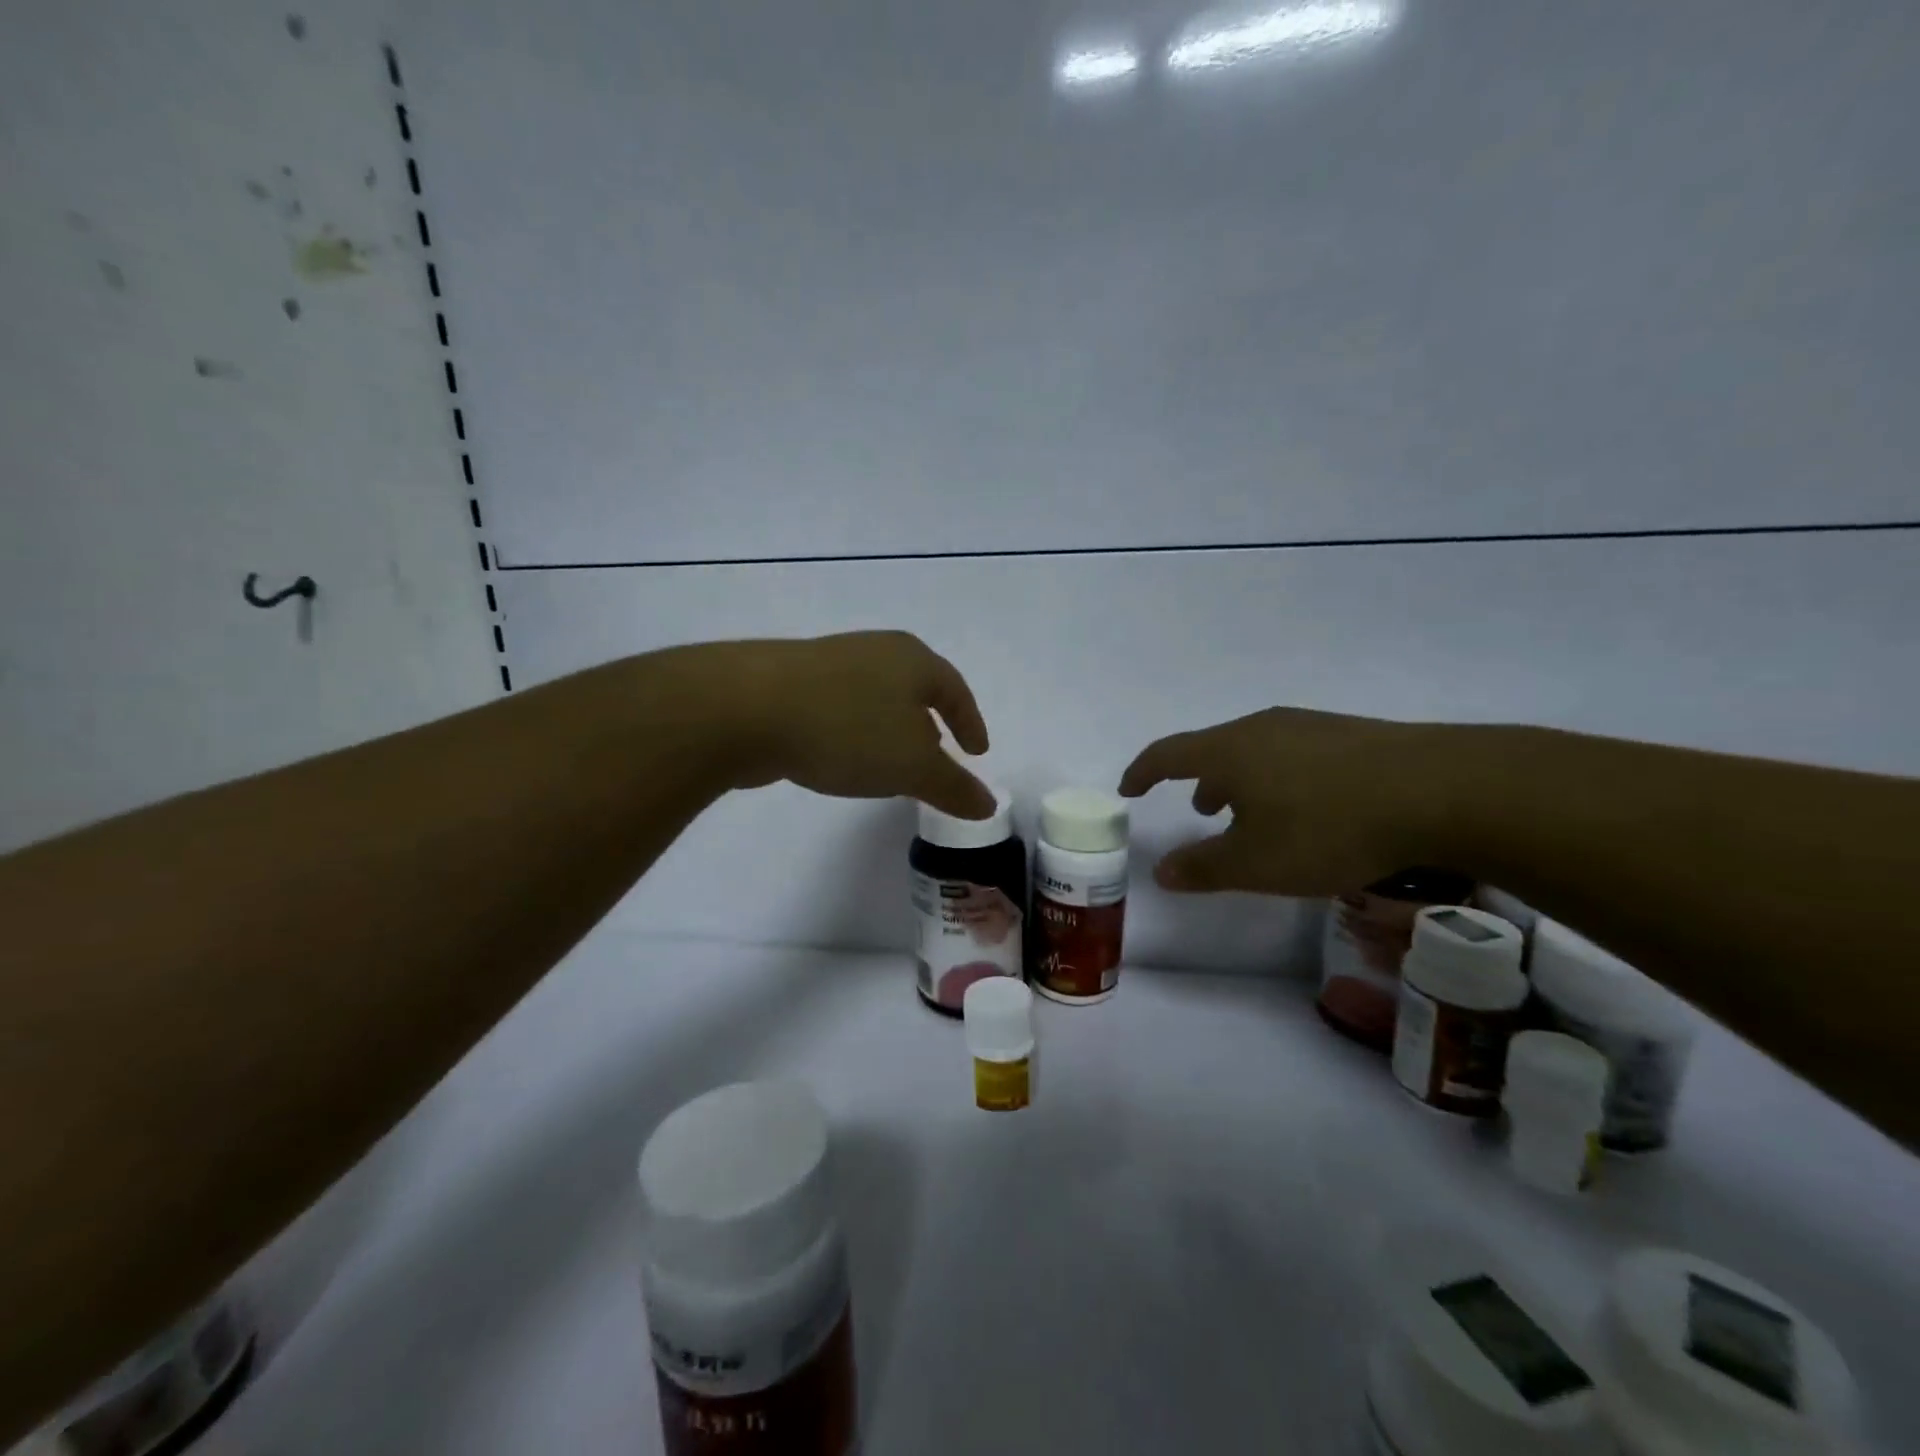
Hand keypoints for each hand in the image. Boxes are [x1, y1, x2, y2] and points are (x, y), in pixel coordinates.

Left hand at [708, 632, 995, 819]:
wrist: (745, 708)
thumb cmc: (847, 729)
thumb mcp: (912, 766)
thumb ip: (954, 787)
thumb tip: (988, 805)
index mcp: (912, 659)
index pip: (955, 690)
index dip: (970, 722)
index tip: (977, 752)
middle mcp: (874, 651)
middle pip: (914, 688)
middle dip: (929, 724)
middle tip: (937, 757)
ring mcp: (828, 663)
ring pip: (874, 698)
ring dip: (889, 730)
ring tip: (891, 763)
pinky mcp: (790, 683)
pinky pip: (840, 708)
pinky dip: (854, 732)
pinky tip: (841, 758)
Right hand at [1118, 707, 1453, 896]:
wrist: (1441, 790)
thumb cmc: (1328, 828)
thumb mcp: (1257, 863)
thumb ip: (1203, 868)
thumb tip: (1160, 871)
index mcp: (1228, 751)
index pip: (1167, 753)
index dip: (1142, 771)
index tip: (1129, 787)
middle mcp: (1261, 728)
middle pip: (1214, 748)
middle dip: (1199, 779)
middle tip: (1201, 810)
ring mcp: (1308, 726)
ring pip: (1256, 750)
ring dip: (1241, 779)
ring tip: (1252, 811)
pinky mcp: (1350, 734)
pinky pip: (1293, 752)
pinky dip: (1279, 777)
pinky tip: (1308, 805)